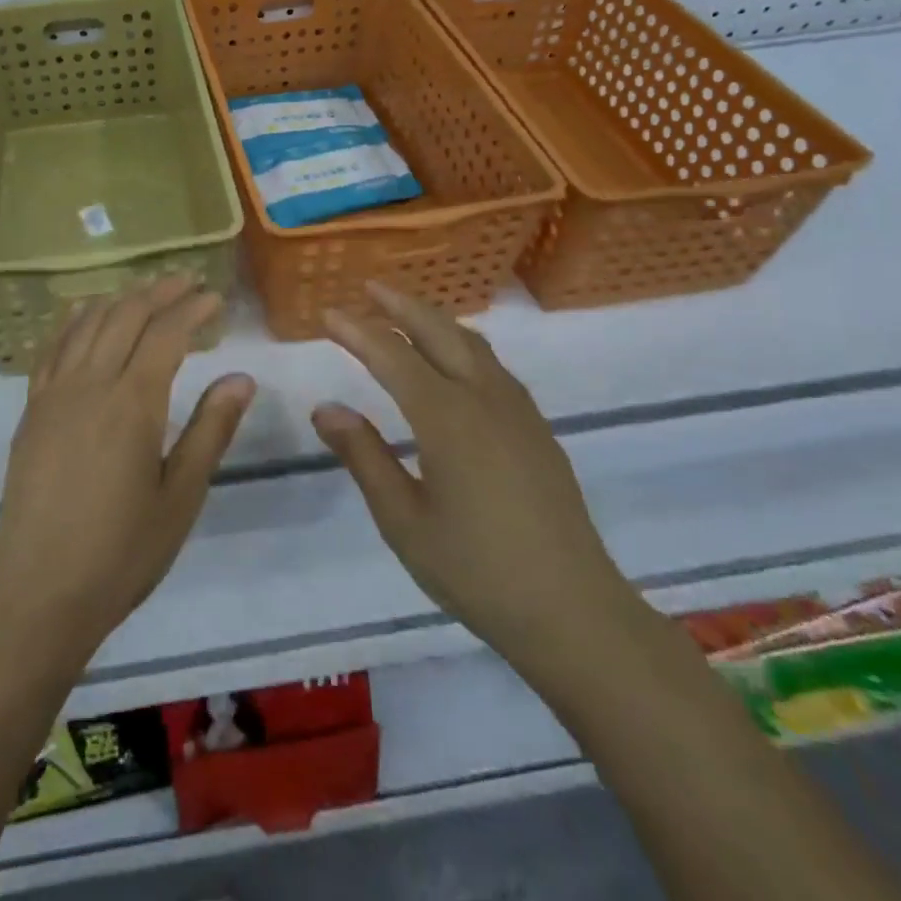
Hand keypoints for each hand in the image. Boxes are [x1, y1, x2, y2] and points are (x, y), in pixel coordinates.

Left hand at [0, 275, 256, 673]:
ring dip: (119, 300)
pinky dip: (72, 321)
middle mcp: (90, 385)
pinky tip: (83, 313)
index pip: (166, 334)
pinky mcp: (31, 410)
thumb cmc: (122, 552)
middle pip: (125, 316)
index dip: (192, 309)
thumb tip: (242, 378)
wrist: (39, 592)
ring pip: (87, 324)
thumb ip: (211, 430)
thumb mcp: (181, 496)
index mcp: (132, 404)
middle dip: (159, 292)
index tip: (214, 297)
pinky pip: (51, 348)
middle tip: (187, 281)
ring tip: (145, 290)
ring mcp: (53, 394)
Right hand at [312, 283, 634, 676]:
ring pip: (471, 343)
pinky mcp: (537, 429)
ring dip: (434, 319)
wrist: (574, 613)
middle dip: (401, 304)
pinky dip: (462, 344)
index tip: (326, 312)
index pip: (392, 356)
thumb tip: (326, 408)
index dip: (357, 331)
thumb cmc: (477, 571)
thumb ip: (364, 457)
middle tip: (369, 287)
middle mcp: (484, 399)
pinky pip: (493, 365)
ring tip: (406, 312)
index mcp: (447, 418)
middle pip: (439, 332)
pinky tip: (455, 360)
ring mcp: (518, 411)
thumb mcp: (403, 520)